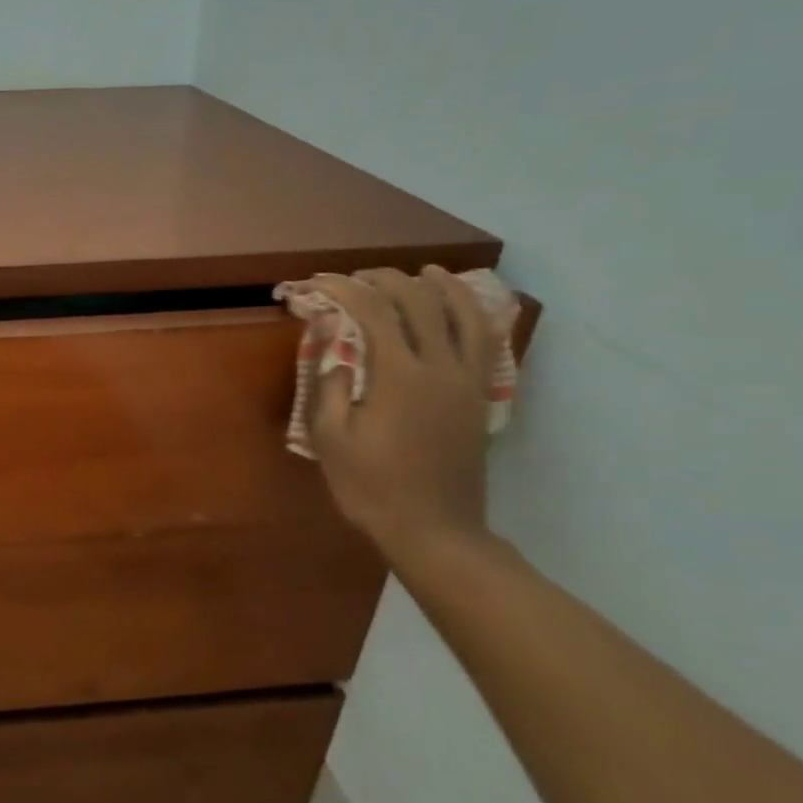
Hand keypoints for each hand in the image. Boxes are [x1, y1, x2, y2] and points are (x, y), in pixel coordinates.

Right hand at [308, 267, 496, 569]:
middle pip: (420, 303)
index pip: (373, 312)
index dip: (344, 290)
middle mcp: (440, 369)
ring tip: (425, 271)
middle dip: (386, 280)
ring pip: (464, 316)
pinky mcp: (479, 398)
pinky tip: (462, 310)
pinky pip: (485, 343)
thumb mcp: (331, 439)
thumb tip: (334, 347)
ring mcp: (467, 382)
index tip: (318, 283)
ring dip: (442, 287)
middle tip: (356, 277)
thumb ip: (330, 386)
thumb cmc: (371, 487)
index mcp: (399, 377)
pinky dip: (474, 316)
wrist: (434, 530)